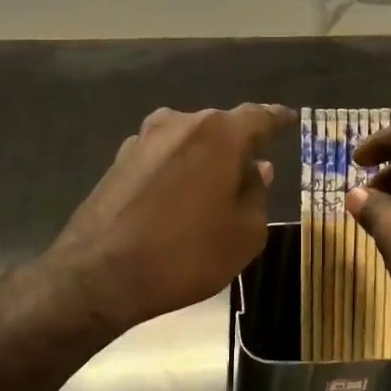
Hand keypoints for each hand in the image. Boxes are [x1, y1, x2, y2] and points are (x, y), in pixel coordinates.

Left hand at [47, 104, 294, 332]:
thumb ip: (257, 194)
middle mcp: (180, 123)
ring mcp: (143, 140)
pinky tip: (177, 200)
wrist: (100, 274)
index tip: (290, 119)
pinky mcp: (118, 161)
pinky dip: (176, 171)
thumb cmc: (186, 253)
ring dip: (204, 159)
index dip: (278, 119)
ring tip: (213, 190)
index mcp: (219, 134)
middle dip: (238, 146)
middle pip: (220, 128)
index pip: (258, 117)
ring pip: (188, 141)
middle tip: (251, 175)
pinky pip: (162, 158)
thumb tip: (256, 169)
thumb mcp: (244, 234)